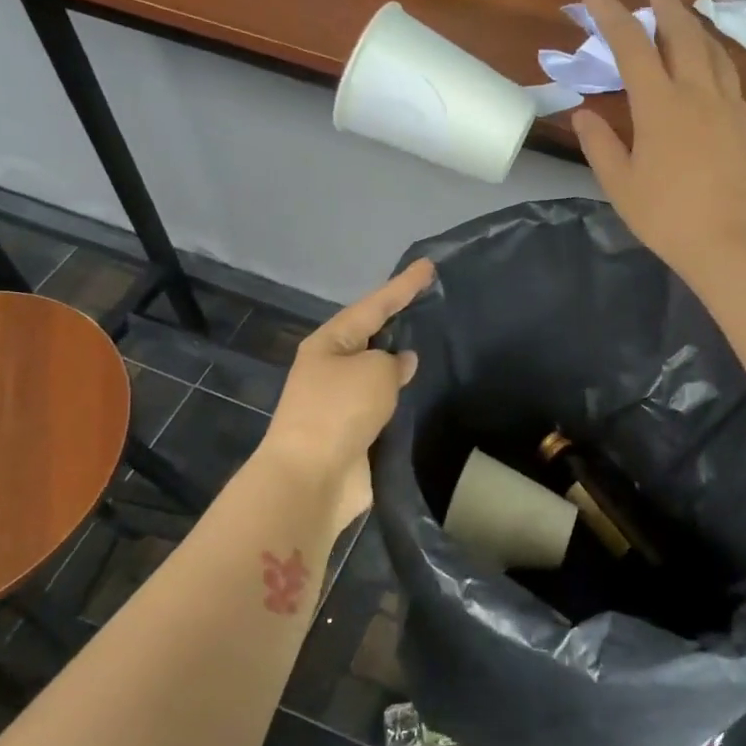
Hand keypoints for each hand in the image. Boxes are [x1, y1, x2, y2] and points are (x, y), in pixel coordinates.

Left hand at [258, 258, 433, 530]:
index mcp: (329, 343)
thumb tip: (402, 363)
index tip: (428, 266)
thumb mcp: (374, 372)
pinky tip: (422, 391)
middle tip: (431, 303)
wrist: (312, 479)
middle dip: (399, 320)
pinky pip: (383, 403)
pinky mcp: (354, 431)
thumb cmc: (339, 411)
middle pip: (372, 336)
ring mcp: (341, 401)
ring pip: (378, 372)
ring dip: (401, 362)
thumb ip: (395, 362)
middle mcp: (331, 368)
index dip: (403, 285)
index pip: (374, 305)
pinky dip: (401, 396)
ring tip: (434, 345)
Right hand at [574, 0, 745, 288]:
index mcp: (660, 104)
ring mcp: (729, 106)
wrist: (735, 244)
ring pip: (712, 49)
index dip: (609, 10)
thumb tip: (584, 115)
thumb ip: (600, 145)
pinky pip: (728, 74)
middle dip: (663, 1)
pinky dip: (713, 55)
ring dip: (693, 24)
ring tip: (681, 15)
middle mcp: (698, 92)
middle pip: (681, 32)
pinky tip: (709, 64)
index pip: (631, 43)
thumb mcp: (621, 185)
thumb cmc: (669, 218)